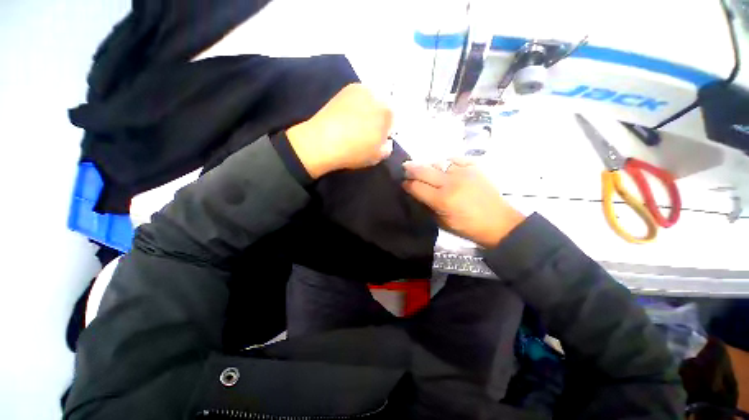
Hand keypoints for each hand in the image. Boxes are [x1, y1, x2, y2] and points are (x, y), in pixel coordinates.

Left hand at [286, 83, 393, 178]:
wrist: (323, 142)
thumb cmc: (355, 151)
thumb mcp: (378, 156)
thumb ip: (387, 147)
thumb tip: (386, 141)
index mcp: (387, 110)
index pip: (393, 119)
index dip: (386, 130)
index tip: (378, 139)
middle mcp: (376, 94)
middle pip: (382, 106)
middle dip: (378, 118)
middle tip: (367, 132)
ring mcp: (358, 89)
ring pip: (369, 101)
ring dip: (366, 111)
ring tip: (355, 125)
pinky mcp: (343, 90)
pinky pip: (355, 99)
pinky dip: (354, 107)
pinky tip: (346, 118)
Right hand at [402, 159, 525, 247]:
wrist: (498, 223)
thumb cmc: (468, 227)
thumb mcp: (441, 222)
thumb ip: (426, 205)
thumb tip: (416, 192)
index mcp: (442, 200)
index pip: (416, 186)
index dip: (407, 184)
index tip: (403, 184)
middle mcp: (451, 182)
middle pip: (423, 170)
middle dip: (410, 169)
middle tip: (405, 169)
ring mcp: (464, 171)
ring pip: (437, 162)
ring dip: (429, 167)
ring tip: (427, 172)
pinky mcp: (474, 166)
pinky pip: (454, 159)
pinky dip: (446, 163)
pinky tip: (445, 168)